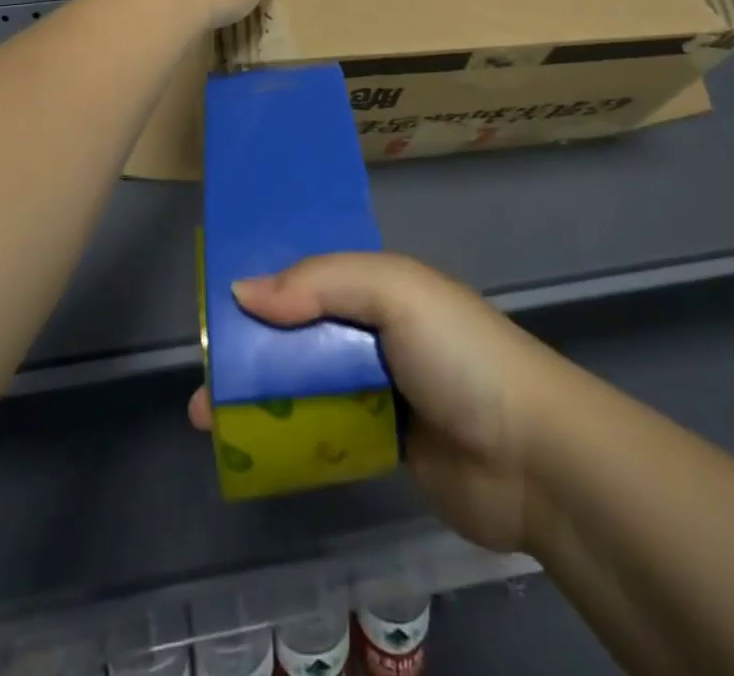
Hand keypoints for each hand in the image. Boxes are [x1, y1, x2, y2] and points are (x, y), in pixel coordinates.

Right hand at [187, 253, 558, 554]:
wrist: (532, 458)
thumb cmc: (459, 355)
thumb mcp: (394, 292)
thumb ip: (320, 283)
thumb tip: (242, 292)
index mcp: (380, 285)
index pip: (309, 273)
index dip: (264, 282)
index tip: (213, 301)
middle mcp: (375, 330)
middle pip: (298, 331)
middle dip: (249, 346)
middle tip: (201, 371)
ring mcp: (378, 388)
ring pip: (304, 382)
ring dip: (258, 395)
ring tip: (206, 417)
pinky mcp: (381, 442)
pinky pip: (322, 430)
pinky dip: (286, 435)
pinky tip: (249, 448)